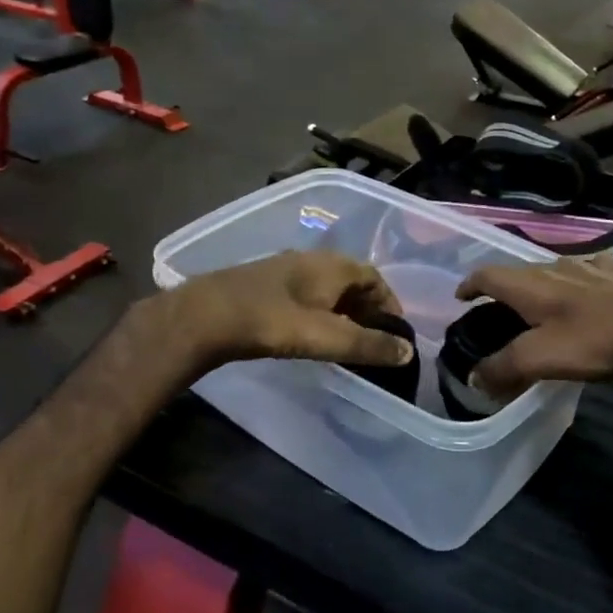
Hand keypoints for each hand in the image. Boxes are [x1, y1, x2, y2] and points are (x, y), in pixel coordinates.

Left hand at [151, 252, 415, 374]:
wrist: (205, 316)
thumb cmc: (272, 322)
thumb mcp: (327, 337)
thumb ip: (368, 346)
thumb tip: (408, 351)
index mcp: (333, 265)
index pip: (374, 276)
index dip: (390, 302)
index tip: (396, 331)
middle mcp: (312, 260)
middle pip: (351, 280)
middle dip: (367, 308)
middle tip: (374, 339)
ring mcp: (285, 269)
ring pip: (326, 288)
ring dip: (342, 310)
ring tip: (346, 340)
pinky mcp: (264, 284)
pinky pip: (305, 295)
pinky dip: (319, 312)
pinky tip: (310, 333)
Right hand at [454, 253, 612, 396]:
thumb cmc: (591, 343)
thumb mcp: (537, 360)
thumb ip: (501, 368)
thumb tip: (475, 380)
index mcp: (530, 285)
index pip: (488, 275)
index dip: (470, 285)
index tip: (461, 298)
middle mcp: (556, 267)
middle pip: (521, 271)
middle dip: (507, 287)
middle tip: (502, 309)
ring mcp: (592, 267)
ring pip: (557, 268)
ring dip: (544, 282)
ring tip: (545, 301)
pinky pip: (593, 269)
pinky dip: (583, 278)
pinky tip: (592, 289)